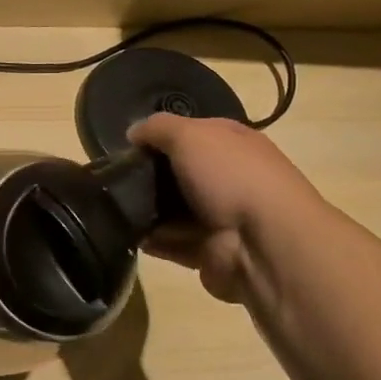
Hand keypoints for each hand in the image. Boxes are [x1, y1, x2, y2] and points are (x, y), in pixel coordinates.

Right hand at [127, 113, 323, 302]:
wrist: (264, 244)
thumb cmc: (230, 176)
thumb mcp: (190, 135)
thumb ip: (157, 128)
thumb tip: (133, 133)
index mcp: (234, 144)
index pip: (193, 132)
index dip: (162, 136)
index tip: (129, 146)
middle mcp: (230, 178)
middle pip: (180, 173)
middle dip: (150, 175)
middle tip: (117, 179)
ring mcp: (222, 217)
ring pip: (174, 210)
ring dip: (148, 210)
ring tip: (118, 208)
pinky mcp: (210, 251)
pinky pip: (173, 243)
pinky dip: (154, 241)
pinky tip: (131, 234)